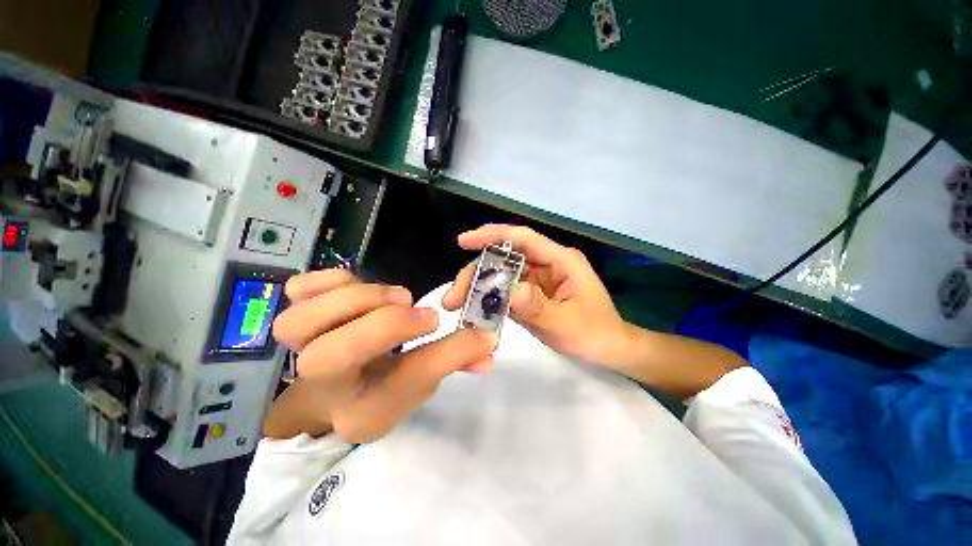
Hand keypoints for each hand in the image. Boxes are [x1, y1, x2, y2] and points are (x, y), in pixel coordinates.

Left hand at [267, 269, 496, 442]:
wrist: (333, 384)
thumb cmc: (379, 387)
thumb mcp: (420, 380)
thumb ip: (454, 357)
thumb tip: (488, 341)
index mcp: (362, 409)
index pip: (400, 384)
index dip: (437, 351)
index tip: (446, 321)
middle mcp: (322, 385)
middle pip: (329, 356)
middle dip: (385, 325)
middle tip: (415, 307)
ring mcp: (297, 348)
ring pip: (302, 321)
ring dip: (360, 299)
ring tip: (394, 297)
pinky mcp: (295, 314)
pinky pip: (298, 290)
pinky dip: (332, 281)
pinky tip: (356, 286)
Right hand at [442, 225, 631, 368]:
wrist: (609, 348)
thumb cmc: (594, 333)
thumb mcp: (566, 324)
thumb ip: (536, 307)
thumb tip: (507, 291)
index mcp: (561, 260)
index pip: (523, 239)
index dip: (492, 235)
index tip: (463, 241)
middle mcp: (548, 263)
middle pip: (506, 258)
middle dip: (477, 272)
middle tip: (453, 296)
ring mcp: (539, 278)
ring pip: (503, 273)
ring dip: (480, 286)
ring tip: (457, 304)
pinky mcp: (533, 292)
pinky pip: (507, 289)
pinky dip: (490, 297)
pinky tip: (475, 308)